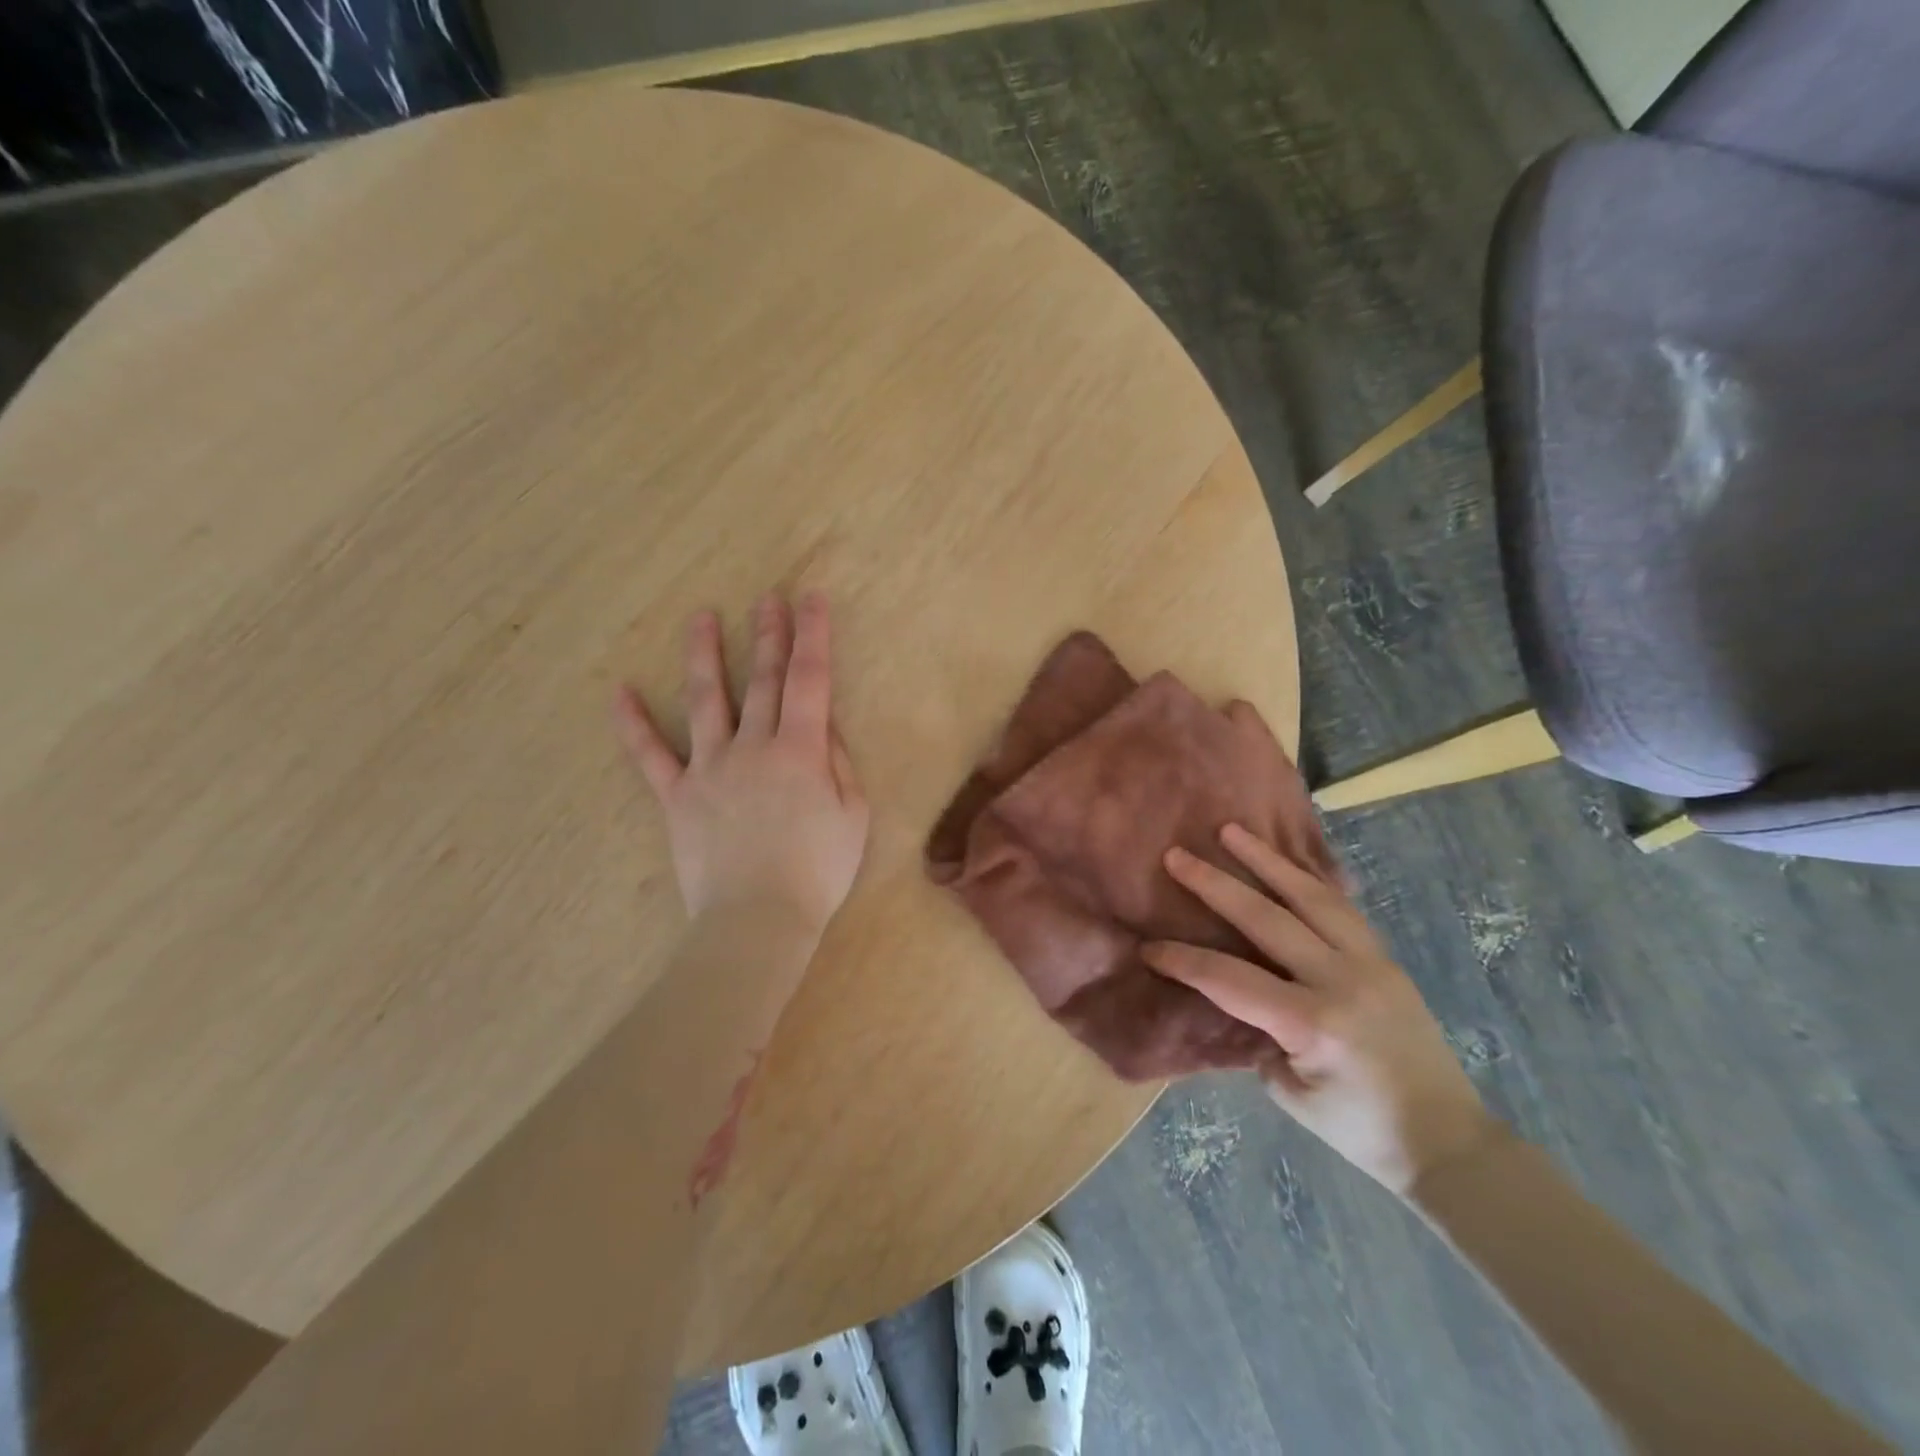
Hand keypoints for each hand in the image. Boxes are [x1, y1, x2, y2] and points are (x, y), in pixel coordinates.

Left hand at [615, 594, 867, 941]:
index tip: (810, 599)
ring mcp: (710, 768)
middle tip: (767, 598)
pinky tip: (619, 691)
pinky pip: (650, 755)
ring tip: (701, 618)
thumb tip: (824, 725)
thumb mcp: (853, 815)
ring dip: (704, 655)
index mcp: (801, 751)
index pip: (809, 680)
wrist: (758, 920)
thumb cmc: (817, 871)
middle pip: (761, 680)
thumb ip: (839, 763)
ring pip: (705, 700)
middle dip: (768, 634)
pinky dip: (633, 724)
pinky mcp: (677, 796)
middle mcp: (753, 747)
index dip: (812, 636)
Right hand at [1142, 824, 1493, 1195]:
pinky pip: (1341, 906)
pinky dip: (1307, 879)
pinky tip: (1286, 862)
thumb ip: (1258, 1035)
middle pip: (1267, 918)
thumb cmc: (1359, 1129)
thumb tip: (1235, 996)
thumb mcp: (1289, 1092)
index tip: (1150, 948)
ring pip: (1312, 896)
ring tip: (1232, 832)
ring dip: (1267, 860)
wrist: (1448, 1141)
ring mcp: (1369, 963)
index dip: (1184, 961)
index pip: (1231, 980)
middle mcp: (1341, 980)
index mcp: (1313, 1024)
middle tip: (1178, 856)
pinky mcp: (1384, 958)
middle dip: (1216, 885)